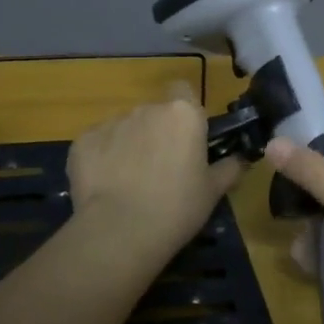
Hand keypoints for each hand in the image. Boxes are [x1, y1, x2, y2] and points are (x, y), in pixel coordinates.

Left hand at [67, 85, 242, 264]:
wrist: (120, 232)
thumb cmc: (178, 208)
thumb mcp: (214, 191)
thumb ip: (229, 168)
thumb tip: (240, 158)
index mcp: (183, 114)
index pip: (184, 91)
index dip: (185, 112)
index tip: (188, 138)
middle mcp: (146, 109)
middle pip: (154, 113)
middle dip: (157, 134)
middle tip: (162, 169)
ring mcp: (111, 123)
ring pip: (125, 128)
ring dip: (130, 145)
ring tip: (131, 182)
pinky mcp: (82, 142)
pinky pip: (98, 144)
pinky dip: (102, 159)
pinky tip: (106, 187)